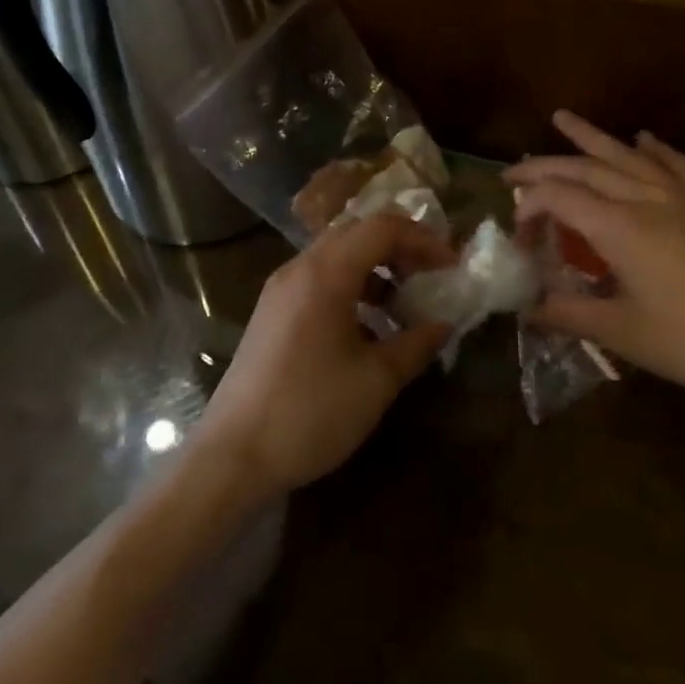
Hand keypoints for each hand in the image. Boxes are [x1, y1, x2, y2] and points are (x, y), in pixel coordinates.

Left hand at [195, 212, 454, 497]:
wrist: (233, 455)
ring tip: (403, 305)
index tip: (450, 268)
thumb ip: (415, 344)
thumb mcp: (375, 381)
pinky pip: (318, 280)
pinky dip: (350, 288)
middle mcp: (299, 268)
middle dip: (399, 248)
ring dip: (374, 269)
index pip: (381, 228)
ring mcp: (280, 289)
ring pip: (336, 256)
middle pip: (356, 233)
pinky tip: (367, 330)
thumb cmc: (310, 412)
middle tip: (429, 278)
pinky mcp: (271, 312)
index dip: (422, 240)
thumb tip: (443, 324)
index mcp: (325, 273)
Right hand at [503, 111, 684, 398]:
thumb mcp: (623, 334)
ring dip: (591, 137)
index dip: (528, 207)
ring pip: (627, 155)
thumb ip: (568, 314)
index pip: (558, 198)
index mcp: (620, 228)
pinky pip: (679, 164)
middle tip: (513, 172)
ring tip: (562, 118)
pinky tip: (644, 138)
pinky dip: (656, 148)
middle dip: (544, 166)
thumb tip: (525, 309)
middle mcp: (647, 199)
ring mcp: (684, 197)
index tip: (517, 236)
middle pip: (585, 169)